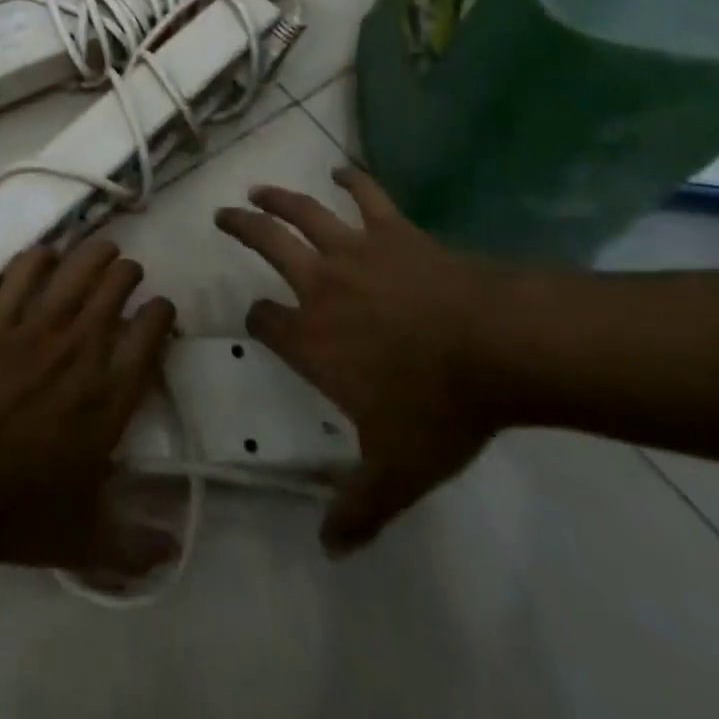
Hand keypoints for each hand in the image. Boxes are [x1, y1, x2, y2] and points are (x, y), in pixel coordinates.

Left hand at [0, 239, 177, 575]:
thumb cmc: (17, 513)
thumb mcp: (85, 540)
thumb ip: (135, 547)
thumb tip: (173, 551)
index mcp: (110, 396)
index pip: (153, 331)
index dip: (163, 312)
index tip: (160, 313)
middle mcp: (83, 349)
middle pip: (119, 284)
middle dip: (130, 275)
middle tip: (126, 281)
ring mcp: (38, 328)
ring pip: (80, 266)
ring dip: (97, 253)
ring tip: (101, 254)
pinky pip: (26, 270)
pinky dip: (41, 257)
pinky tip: (46, 259)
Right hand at [215, 166, 504, 554]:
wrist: (495, 347)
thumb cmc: (438, 407)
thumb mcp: (398, 471)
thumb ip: (359, 508)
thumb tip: (328, 549)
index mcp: (311, 337)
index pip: (266, 321)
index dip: (257, 319)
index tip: (257, 319)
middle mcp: (320, 284)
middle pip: (268, 245)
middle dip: (242, 227)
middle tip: (223, 214)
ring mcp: (355, 251)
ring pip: (304, 212)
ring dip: (278, 197)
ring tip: (259, 188)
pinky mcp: (393, 231)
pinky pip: (368, 197)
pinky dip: (354, 181)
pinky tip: (343, 170)